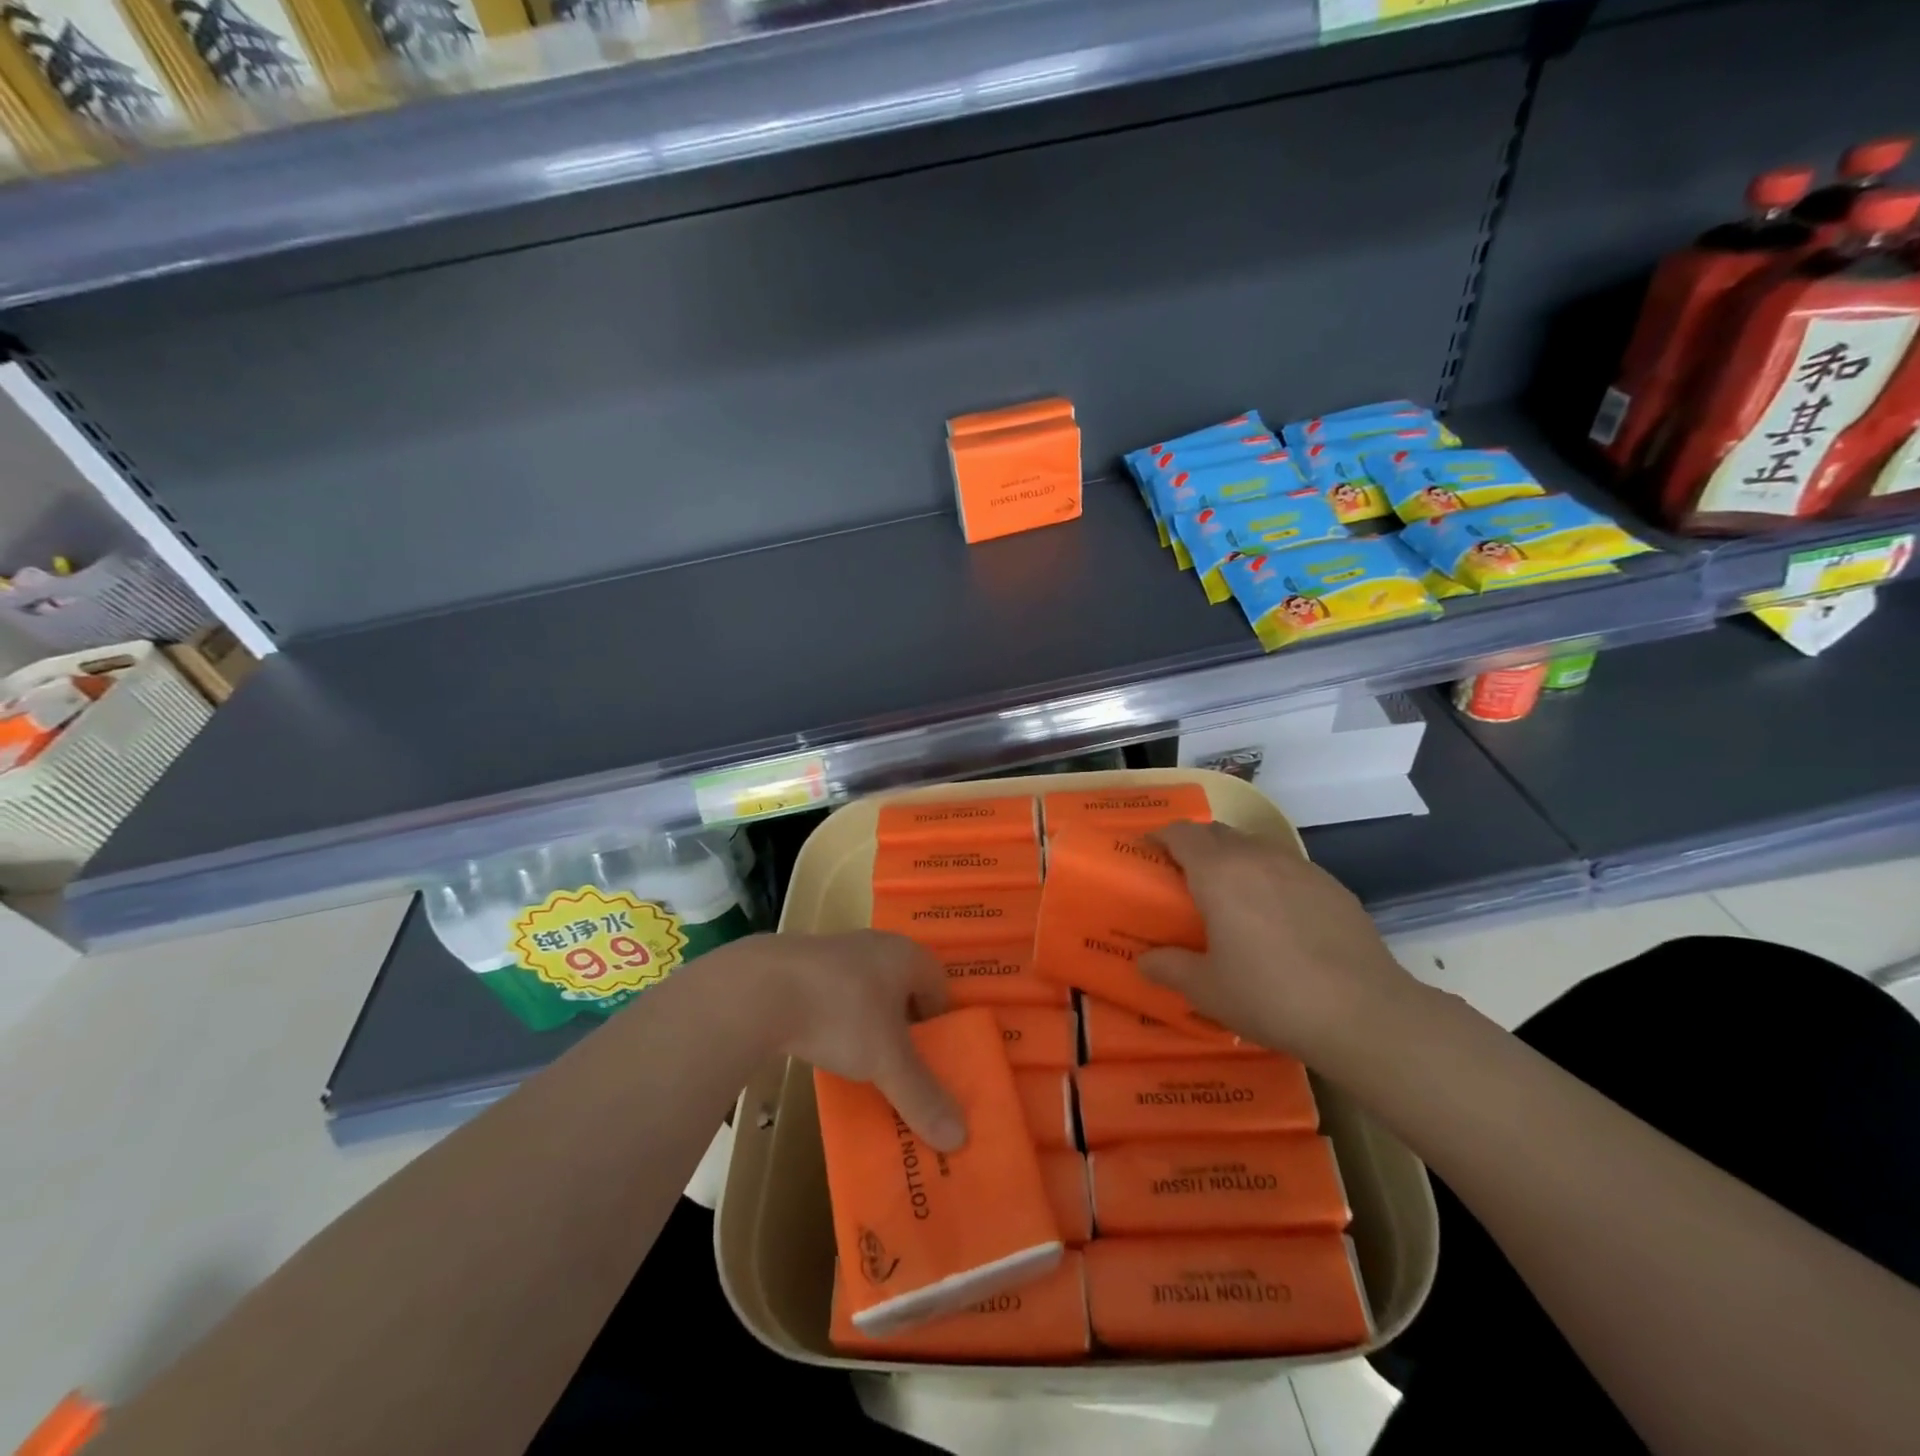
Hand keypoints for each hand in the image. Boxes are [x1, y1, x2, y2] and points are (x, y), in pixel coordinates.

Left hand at [745, 931, 966, 1151]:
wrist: (761, 989)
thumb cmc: (841, 1013)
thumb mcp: (887, 1061)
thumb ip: (922, 1097)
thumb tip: (960, 1138)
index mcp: (906, 955)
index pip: (938, 984)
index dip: (939, 1022)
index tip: (932, 1058)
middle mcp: (876, 944)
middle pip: (903, 987)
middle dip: (904, 1025)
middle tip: (900, 1064)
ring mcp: (836, 949)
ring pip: (867, 989)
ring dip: (869, 1021)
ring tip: (861, 1059)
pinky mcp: (801, 963)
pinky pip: (834, 992)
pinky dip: (836, 1016)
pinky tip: (823, 1042)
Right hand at [1138, 822, 1418, 1065]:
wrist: (1363, 1013)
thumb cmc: (1270, 995)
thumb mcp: (1206, 990)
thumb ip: (1169, 967)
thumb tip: (1145, 960)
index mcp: (1219, 872)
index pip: (1181, 833)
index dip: (1160, 838)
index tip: (1148, 854)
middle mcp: (1257, 856)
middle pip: (1217, 833)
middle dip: (1195, 846)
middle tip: (1184, 878)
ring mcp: (1300, 867)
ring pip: (1255, 847)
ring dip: (1234, 860)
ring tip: (1231, 896)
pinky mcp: (1332, 886)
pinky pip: (1287, 868)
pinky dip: (1270, 878)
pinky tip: (1277, 917)